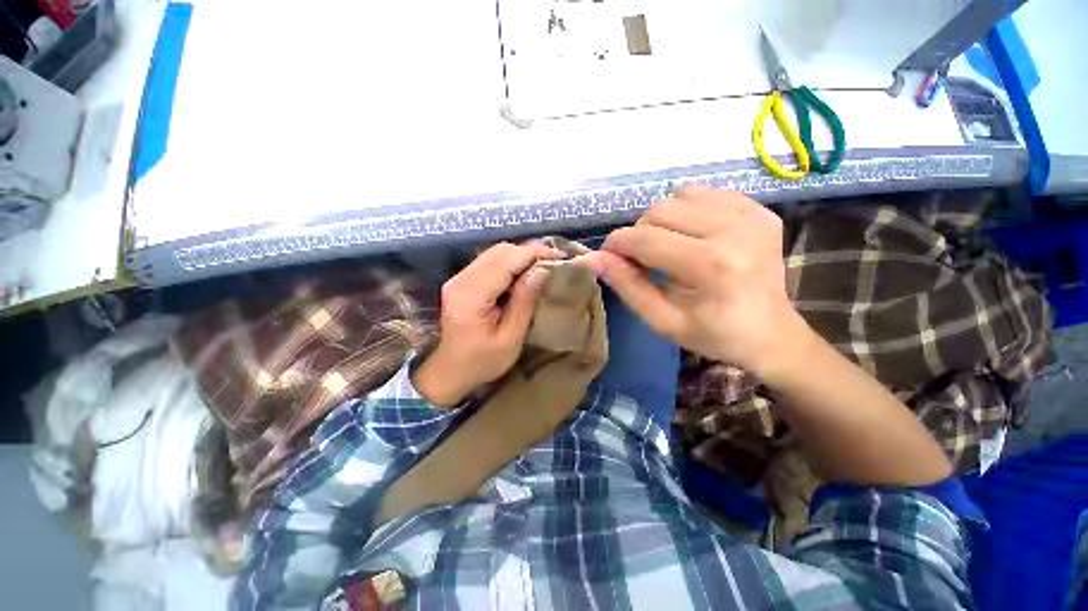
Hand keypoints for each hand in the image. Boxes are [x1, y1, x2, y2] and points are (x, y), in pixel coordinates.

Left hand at [413, 242, 561, 406]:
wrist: (450, 371)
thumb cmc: (482, 362)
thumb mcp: (510, 338)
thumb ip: (524, 302)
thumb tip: (540, 271)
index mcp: (472, 296)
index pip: (506, 261)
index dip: (534, 254)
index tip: (559, 256)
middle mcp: (461, 280)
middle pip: (499, 251)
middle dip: (528, 252)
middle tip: (552, 263)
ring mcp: (458, 278)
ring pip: (494, 253)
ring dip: (519, 256)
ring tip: (541, 267)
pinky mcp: (460, 281)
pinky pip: (488, 261)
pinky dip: (509, 263)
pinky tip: (522, 274)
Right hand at [579, 188, 809, 378]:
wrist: (771, 334)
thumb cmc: (714, 334)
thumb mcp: (662, 321)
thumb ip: (627, 286)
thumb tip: (593, 258)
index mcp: (712, 266)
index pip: (645, 239)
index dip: (617, 244)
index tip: (609, 257)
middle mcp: (734, 230)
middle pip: (659, 211)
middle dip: (639, 233)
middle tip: (642, 259)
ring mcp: (752, 214)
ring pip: (678, 196)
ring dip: (661, 220)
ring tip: (668, 247)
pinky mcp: (759, 209)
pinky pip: (704, 193)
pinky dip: (685, 211)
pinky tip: (691, 235)